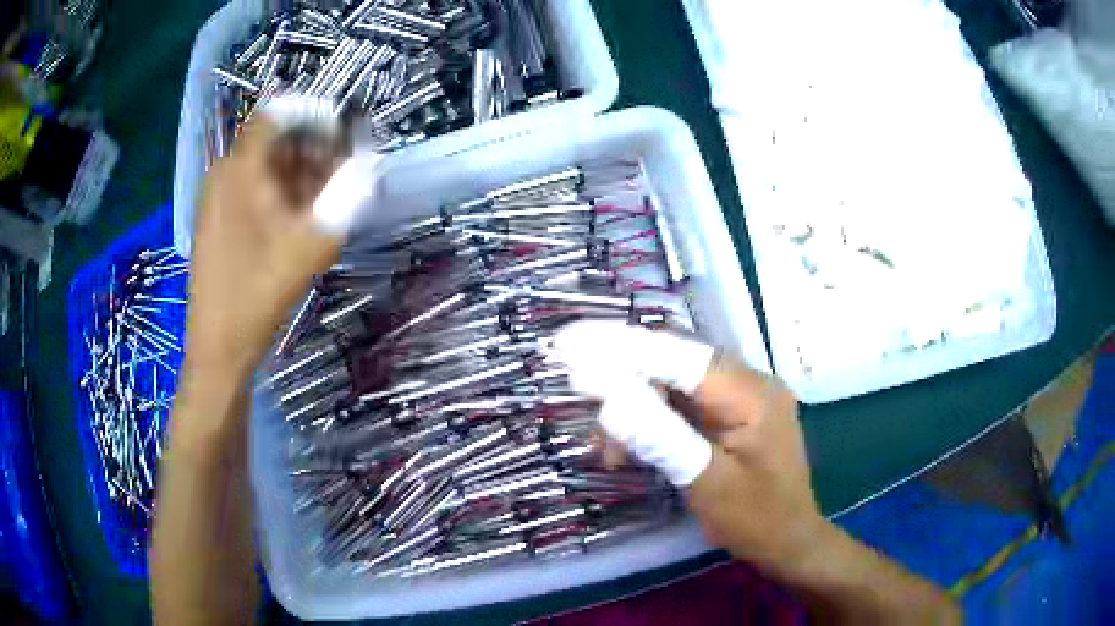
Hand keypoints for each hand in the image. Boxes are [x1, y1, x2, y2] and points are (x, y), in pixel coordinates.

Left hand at [185, 118, 342, 377]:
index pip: (275, 115)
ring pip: (261, 169)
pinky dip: (277, 195)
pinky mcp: (215, 224)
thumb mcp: (309, 247)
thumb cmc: (257, 295)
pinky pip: (250, 191)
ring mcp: (215, 201)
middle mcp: (223, 176)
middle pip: (271, 142)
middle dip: (309, 150)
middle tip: (341, 173)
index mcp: (239, 171)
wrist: (218, 349)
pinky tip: (296, 222)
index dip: (311, 116)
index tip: (342, 133)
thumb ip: (345, 200)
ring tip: (324, 200)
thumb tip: (369, 166)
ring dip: (296, 174)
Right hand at [555, 321, 822, 571]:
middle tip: (577, 392)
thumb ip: (661, 438)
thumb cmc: (756, 519)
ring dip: (635, 408)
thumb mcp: (706, 482)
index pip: (678, 356)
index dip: (622, 348)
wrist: (789, 541)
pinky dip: (652, 422)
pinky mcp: (731, 415)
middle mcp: (748, 383)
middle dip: (622, 379)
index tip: (571, 344)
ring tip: (606, 450)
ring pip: (674, 384)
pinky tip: (628, 449)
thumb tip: (608, 402)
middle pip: (674, 364)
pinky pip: (684, 405)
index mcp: (751, 394)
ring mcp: (741, 398)